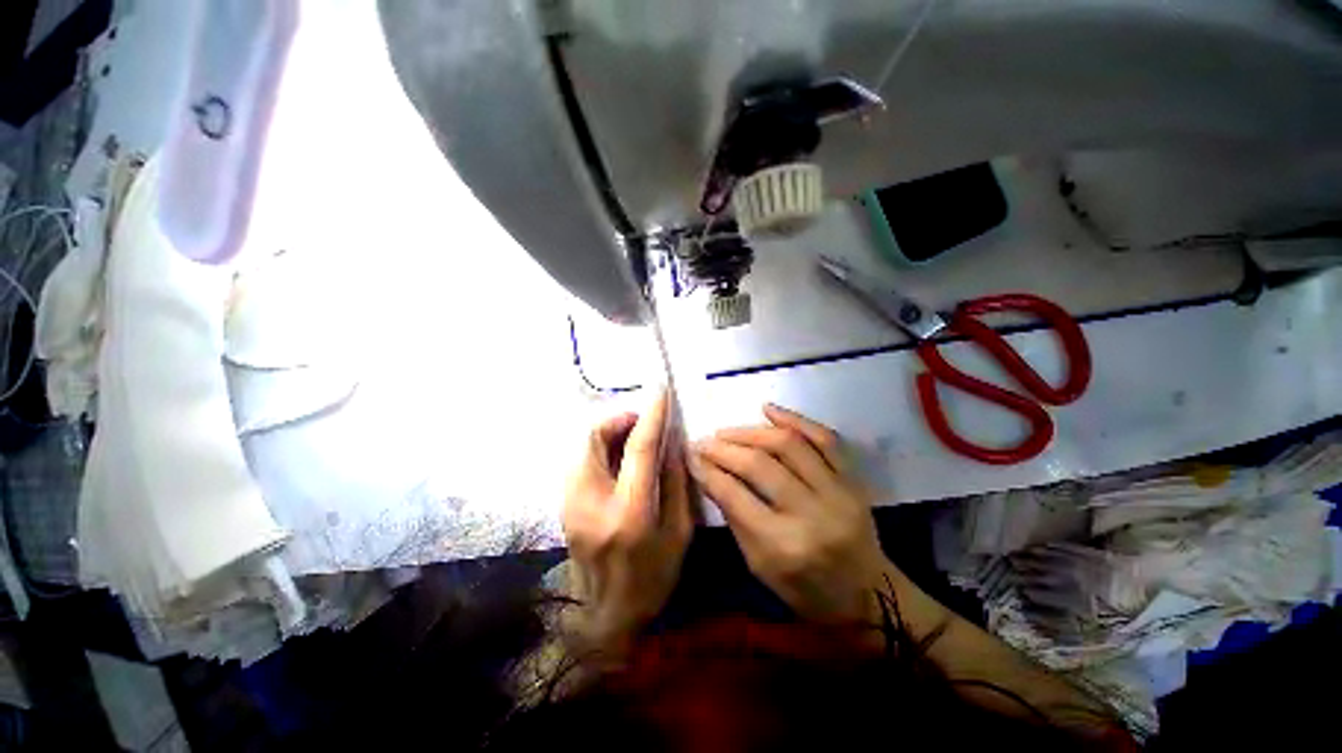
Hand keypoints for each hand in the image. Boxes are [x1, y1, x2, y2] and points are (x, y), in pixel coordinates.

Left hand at [561, 389, 692, 648]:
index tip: (660, 391)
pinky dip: (601, 448)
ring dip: (610, 432)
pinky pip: (582, 459)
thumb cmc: (653, 577)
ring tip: (634, 439)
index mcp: (629, 512)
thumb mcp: (680, 532)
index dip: (651, 415)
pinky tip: (619, 460)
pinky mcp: (564, 503)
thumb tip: (671, 441)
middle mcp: (591, 501)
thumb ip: (676, 481)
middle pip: (596, 437)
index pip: (639, 449)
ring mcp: (571, 502)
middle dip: (620, 418)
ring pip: (585, 445)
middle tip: (643, 421)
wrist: (605, 616)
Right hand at [691, 404, 889, 622]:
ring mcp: (838, 493)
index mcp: (783, 546)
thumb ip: (734, 517)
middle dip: (725, 448)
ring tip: (729, 431)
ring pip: (789, 445)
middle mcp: (811, 515)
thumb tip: (709, 473)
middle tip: (705, 442)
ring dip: (752, 431)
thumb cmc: (805, 589)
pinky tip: (769, 410)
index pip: (735, 495)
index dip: (708, 470)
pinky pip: (826, 439)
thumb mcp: (758, 565)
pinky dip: (795, 419)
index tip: (691, 455)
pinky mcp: (854, 480)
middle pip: (760, 465)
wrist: (868, 595)